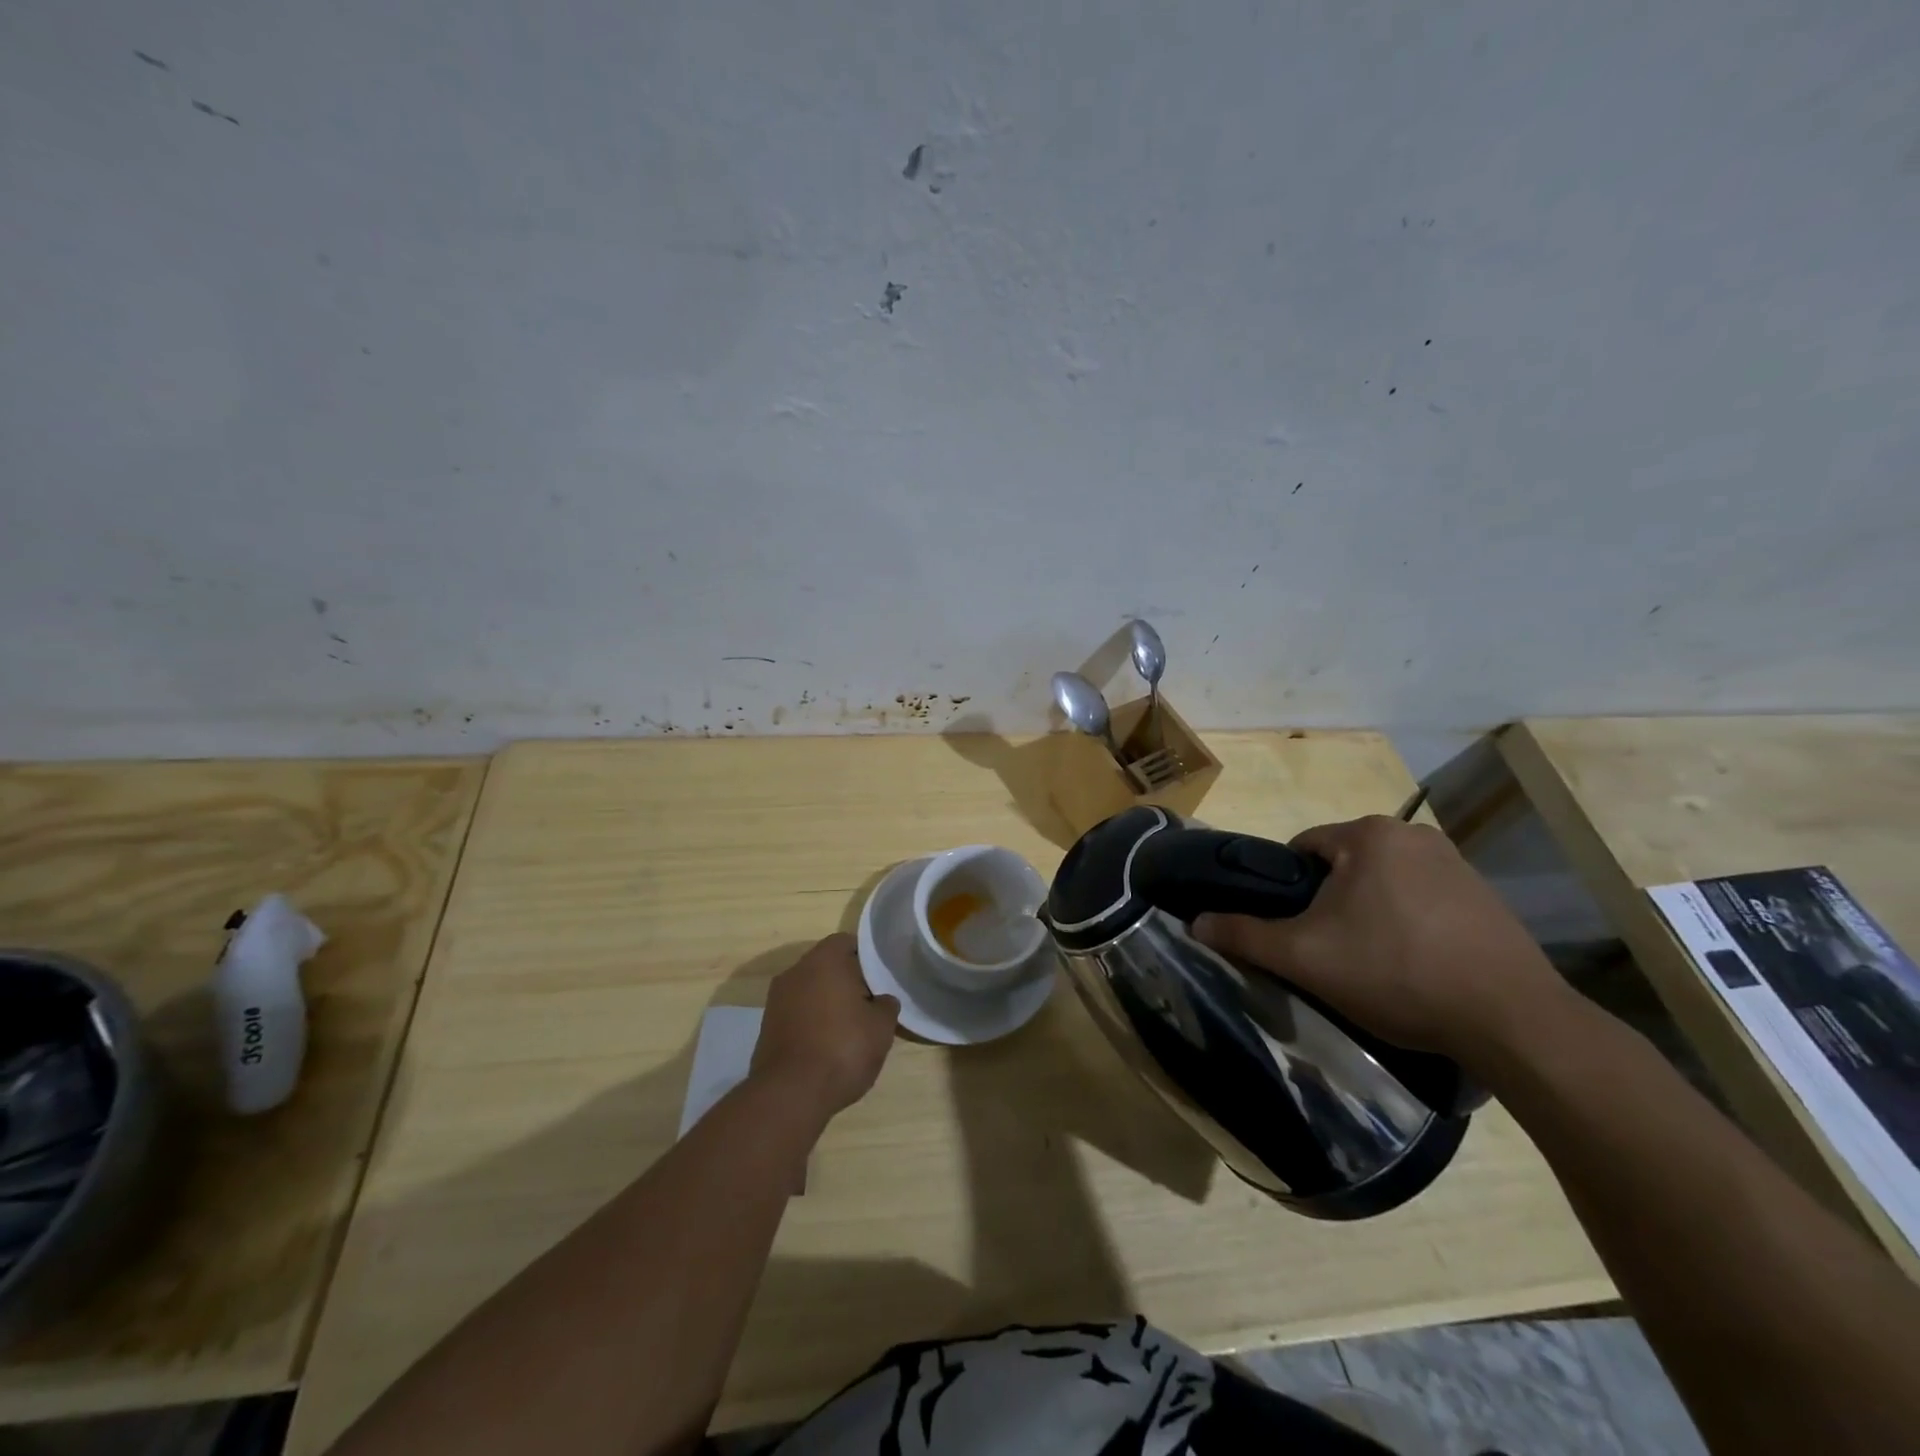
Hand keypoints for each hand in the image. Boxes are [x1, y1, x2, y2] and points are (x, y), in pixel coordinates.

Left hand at [750, 933, 898, 1122]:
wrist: (790, 1094)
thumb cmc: (843, 1048)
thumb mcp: (881, 1028)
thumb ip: (886, 1005)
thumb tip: (882, 1000)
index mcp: (824, 960)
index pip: (846, 942)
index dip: (865, 957)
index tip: (879, 978)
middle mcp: (796, 971)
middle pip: (826, 965)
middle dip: (846, 980)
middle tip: (868, 1004)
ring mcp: (776, 999)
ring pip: (809, 989)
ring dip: (827, 1002)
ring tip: (848, 1028)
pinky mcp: (766, 1026)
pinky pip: (796, 1013)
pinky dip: (811, 1022)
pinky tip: (826, 1045)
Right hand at [1193, 816, 1577, 1069]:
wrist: (1513, 1021)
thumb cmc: (1397, 973)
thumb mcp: (1305, 957)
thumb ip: (1244, 934)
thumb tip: (1194, 923)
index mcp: (1369, 834)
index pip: (1301, 849)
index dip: (1287, 890)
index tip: (1294, 931)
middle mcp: (1414, 835)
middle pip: (1343, 866)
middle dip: (1329, 904)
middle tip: (1329, 952)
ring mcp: (1458, 864)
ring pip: (1383, 884)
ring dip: (1369, 914)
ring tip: (1373, 965)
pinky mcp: (1487, 898)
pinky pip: (1424, 901)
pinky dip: (1409, 925)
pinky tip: (1415, 967)